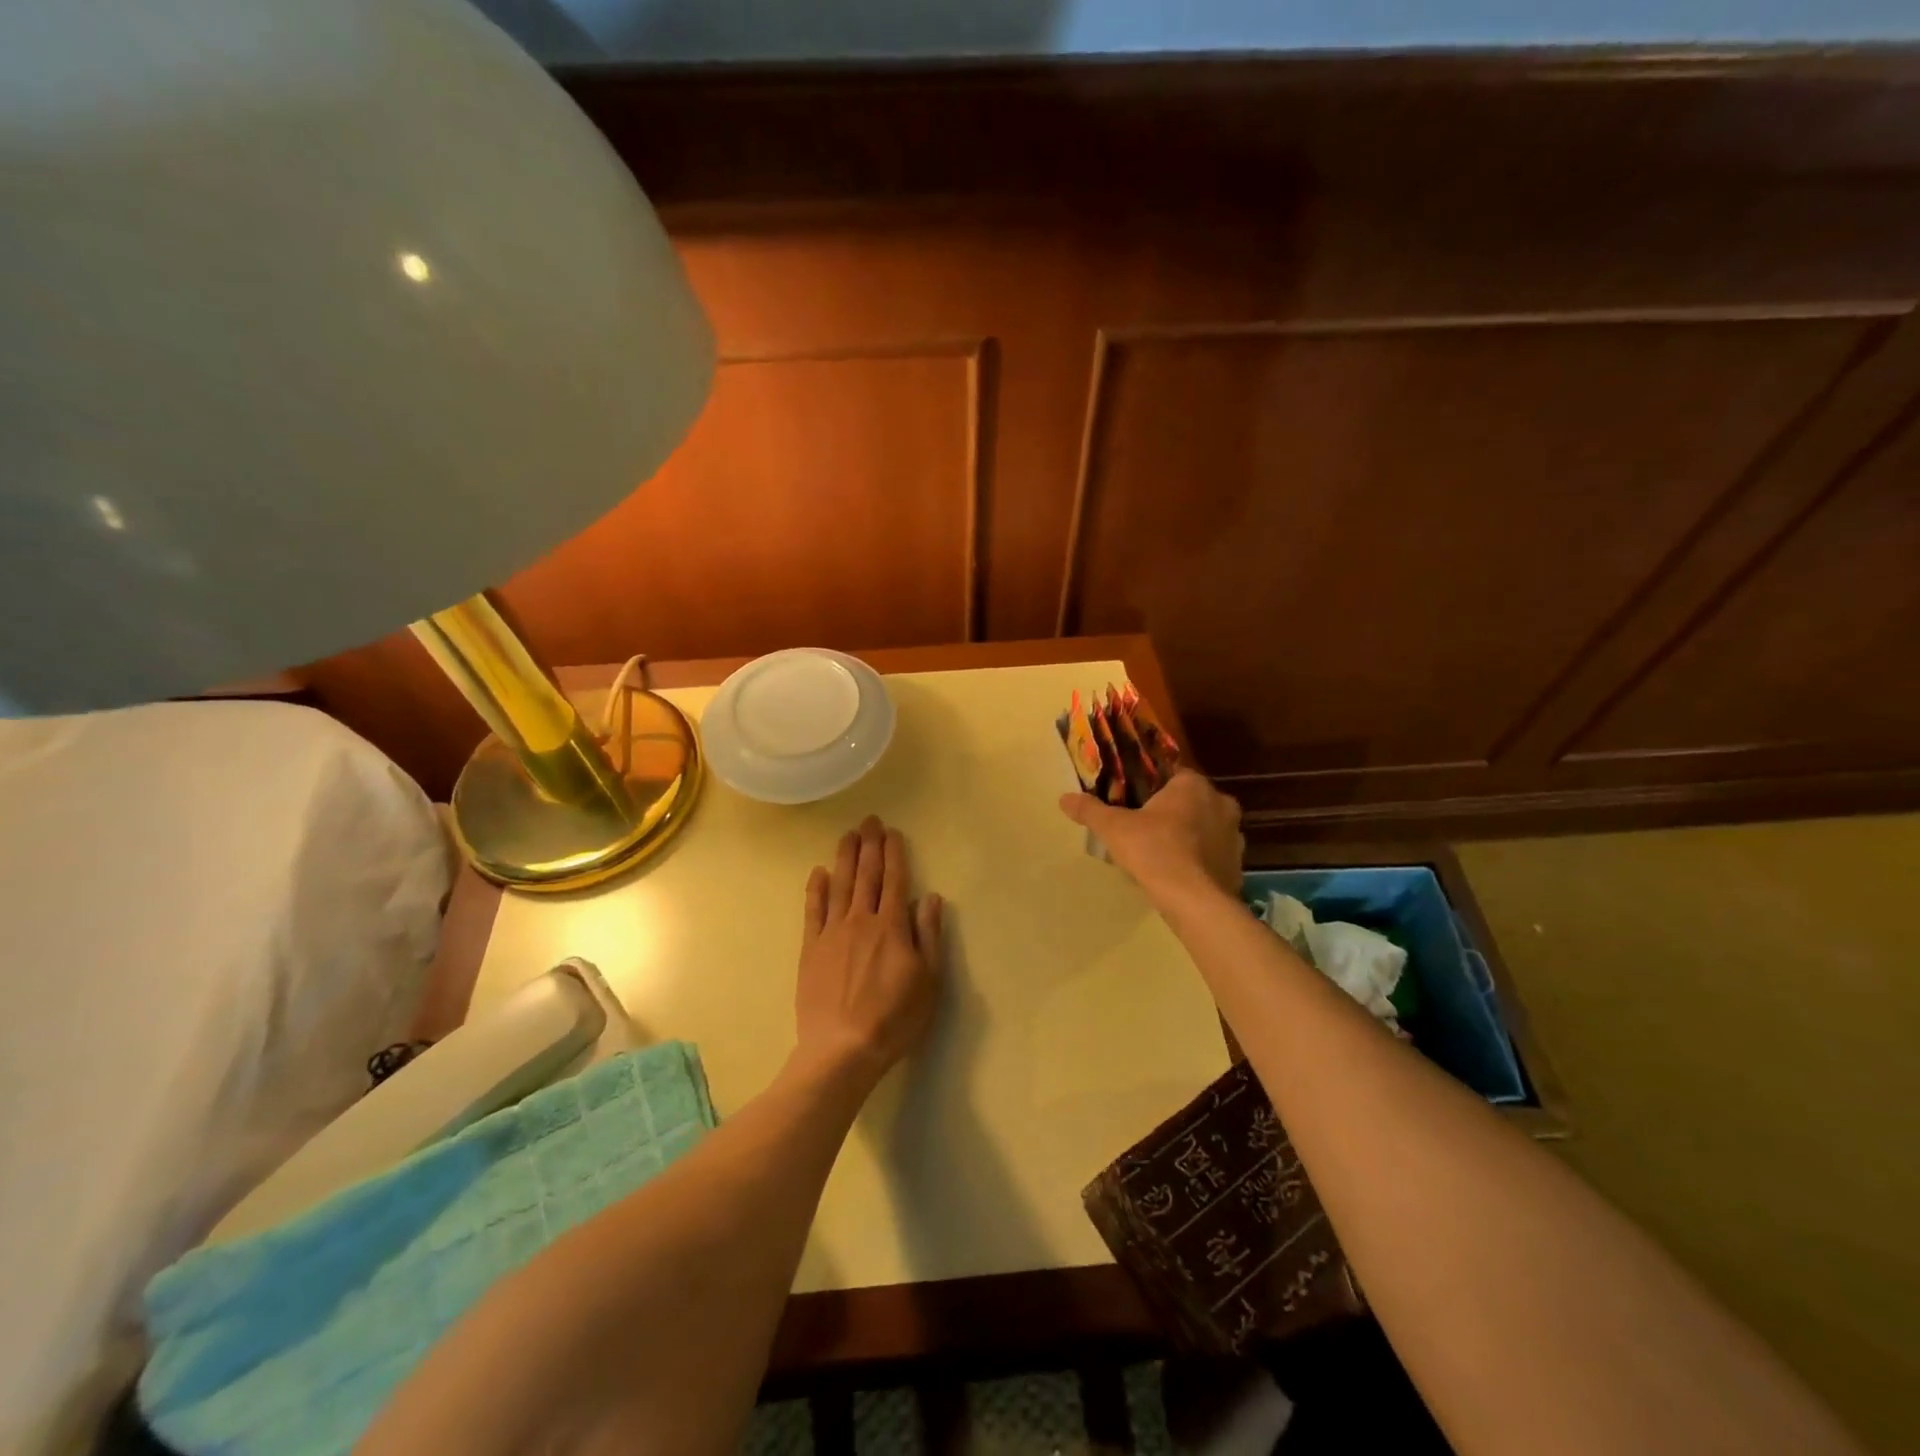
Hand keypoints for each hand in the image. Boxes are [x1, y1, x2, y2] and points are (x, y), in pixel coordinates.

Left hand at [795, 815, 943, 1086]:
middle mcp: (861, 920)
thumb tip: (930, 897)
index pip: (894, 880)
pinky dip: (816, 889)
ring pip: (840, 885)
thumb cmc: (894, 1018)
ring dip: (844, 858)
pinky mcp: (811, 949)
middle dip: (869, 846)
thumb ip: (929, 935)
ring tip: (847, 835)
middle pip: (866, 875)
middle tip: (869, 820)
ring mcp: (832, 933)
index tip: (892, 832)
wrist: (843, 1048)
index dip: (894, 854)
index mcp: (892, 926)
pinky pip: (813, 911)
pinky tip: (817, 873)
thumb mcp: (928, 981)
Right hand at [1058, 769, 1244, 906]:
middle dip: (1172, 811)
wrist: (1194, 901)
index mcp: (1193, 785)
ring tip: (1161, 854)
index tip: (1137, 801)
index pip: (1174, 774)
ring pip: (1206, 828)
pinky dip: (1199, 861)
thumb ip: (1090, 810)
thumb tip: (1064, 798)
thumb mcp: (1113, 828)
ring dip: (1189, 836)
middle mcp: (1221, 803)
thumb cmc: (1154, 851)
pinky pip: (1214, 855)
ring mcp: (1235, 836)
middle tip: (1146, 828)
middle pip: (1192, 801)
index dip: (1154, 786)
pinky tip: (1179, 874)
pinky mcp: (1238, 865)